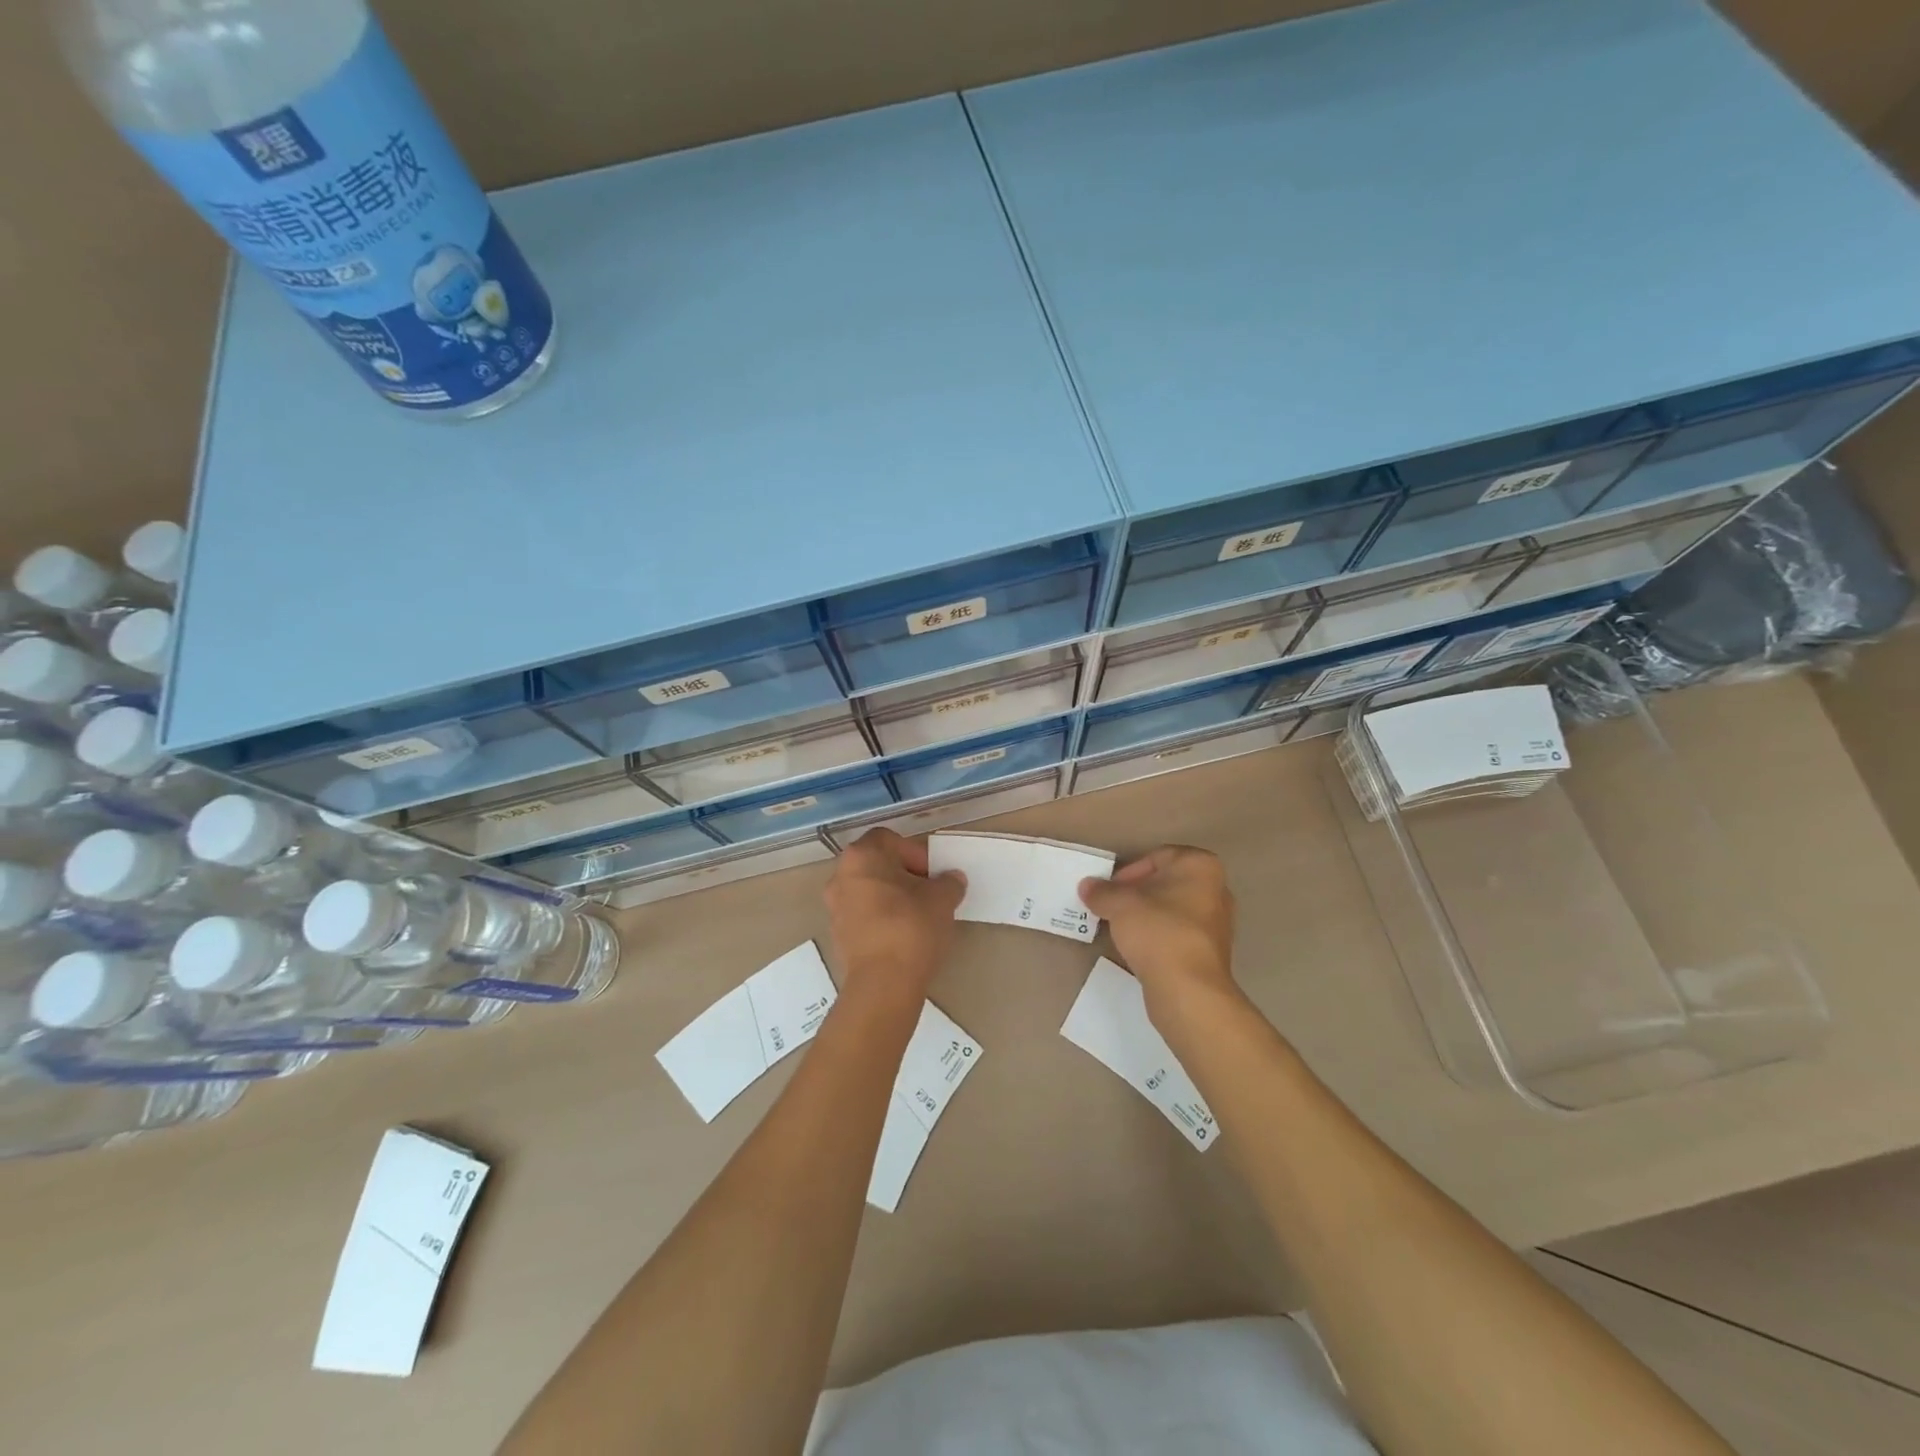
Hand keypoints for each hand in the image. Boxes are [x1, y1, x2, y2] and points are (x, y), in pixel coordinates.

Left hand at [823, 829, 965, 1007]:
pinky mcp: (837, 935)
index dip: (915, 852)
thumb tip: (951, 879)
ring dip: (892, 897)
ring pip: (869, 891)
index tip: (932, 874)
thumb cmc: (912, 927)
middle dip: (904, 875)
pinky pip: (863, 916)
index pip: (890, 839)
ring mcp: (835, 907)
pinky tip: (903, 936)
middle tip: (929, 893)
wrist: (883, 984)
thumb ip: (949, 882)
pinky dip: (881, 919)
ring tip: (919, 916)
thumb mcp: (942, 899)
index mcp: (862, 856)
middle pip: (877, 864)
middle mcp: (841, 876)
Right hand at [1078, 846, 1237, 1013]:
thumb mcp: (1119, 904)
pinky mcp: (1212, 952)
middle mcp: (1217, 889)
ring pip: (1172, 910)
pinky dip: (1158, 937)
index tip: (1110, 890)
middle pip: (1166, 883)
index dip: (1129, 872)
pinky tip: (1139, 949)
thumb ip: (1102, 891)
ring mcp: (1218, 923)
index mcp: (1200, 866)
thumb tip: (1087, 886)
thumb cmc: (1157, 931)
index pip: (1157, 857)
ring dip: (1146, 916)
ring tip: (1121, 929)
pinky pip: (1178, 934)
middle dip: (1137, 894)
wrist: (1188, 989)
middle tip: (1112, 908)